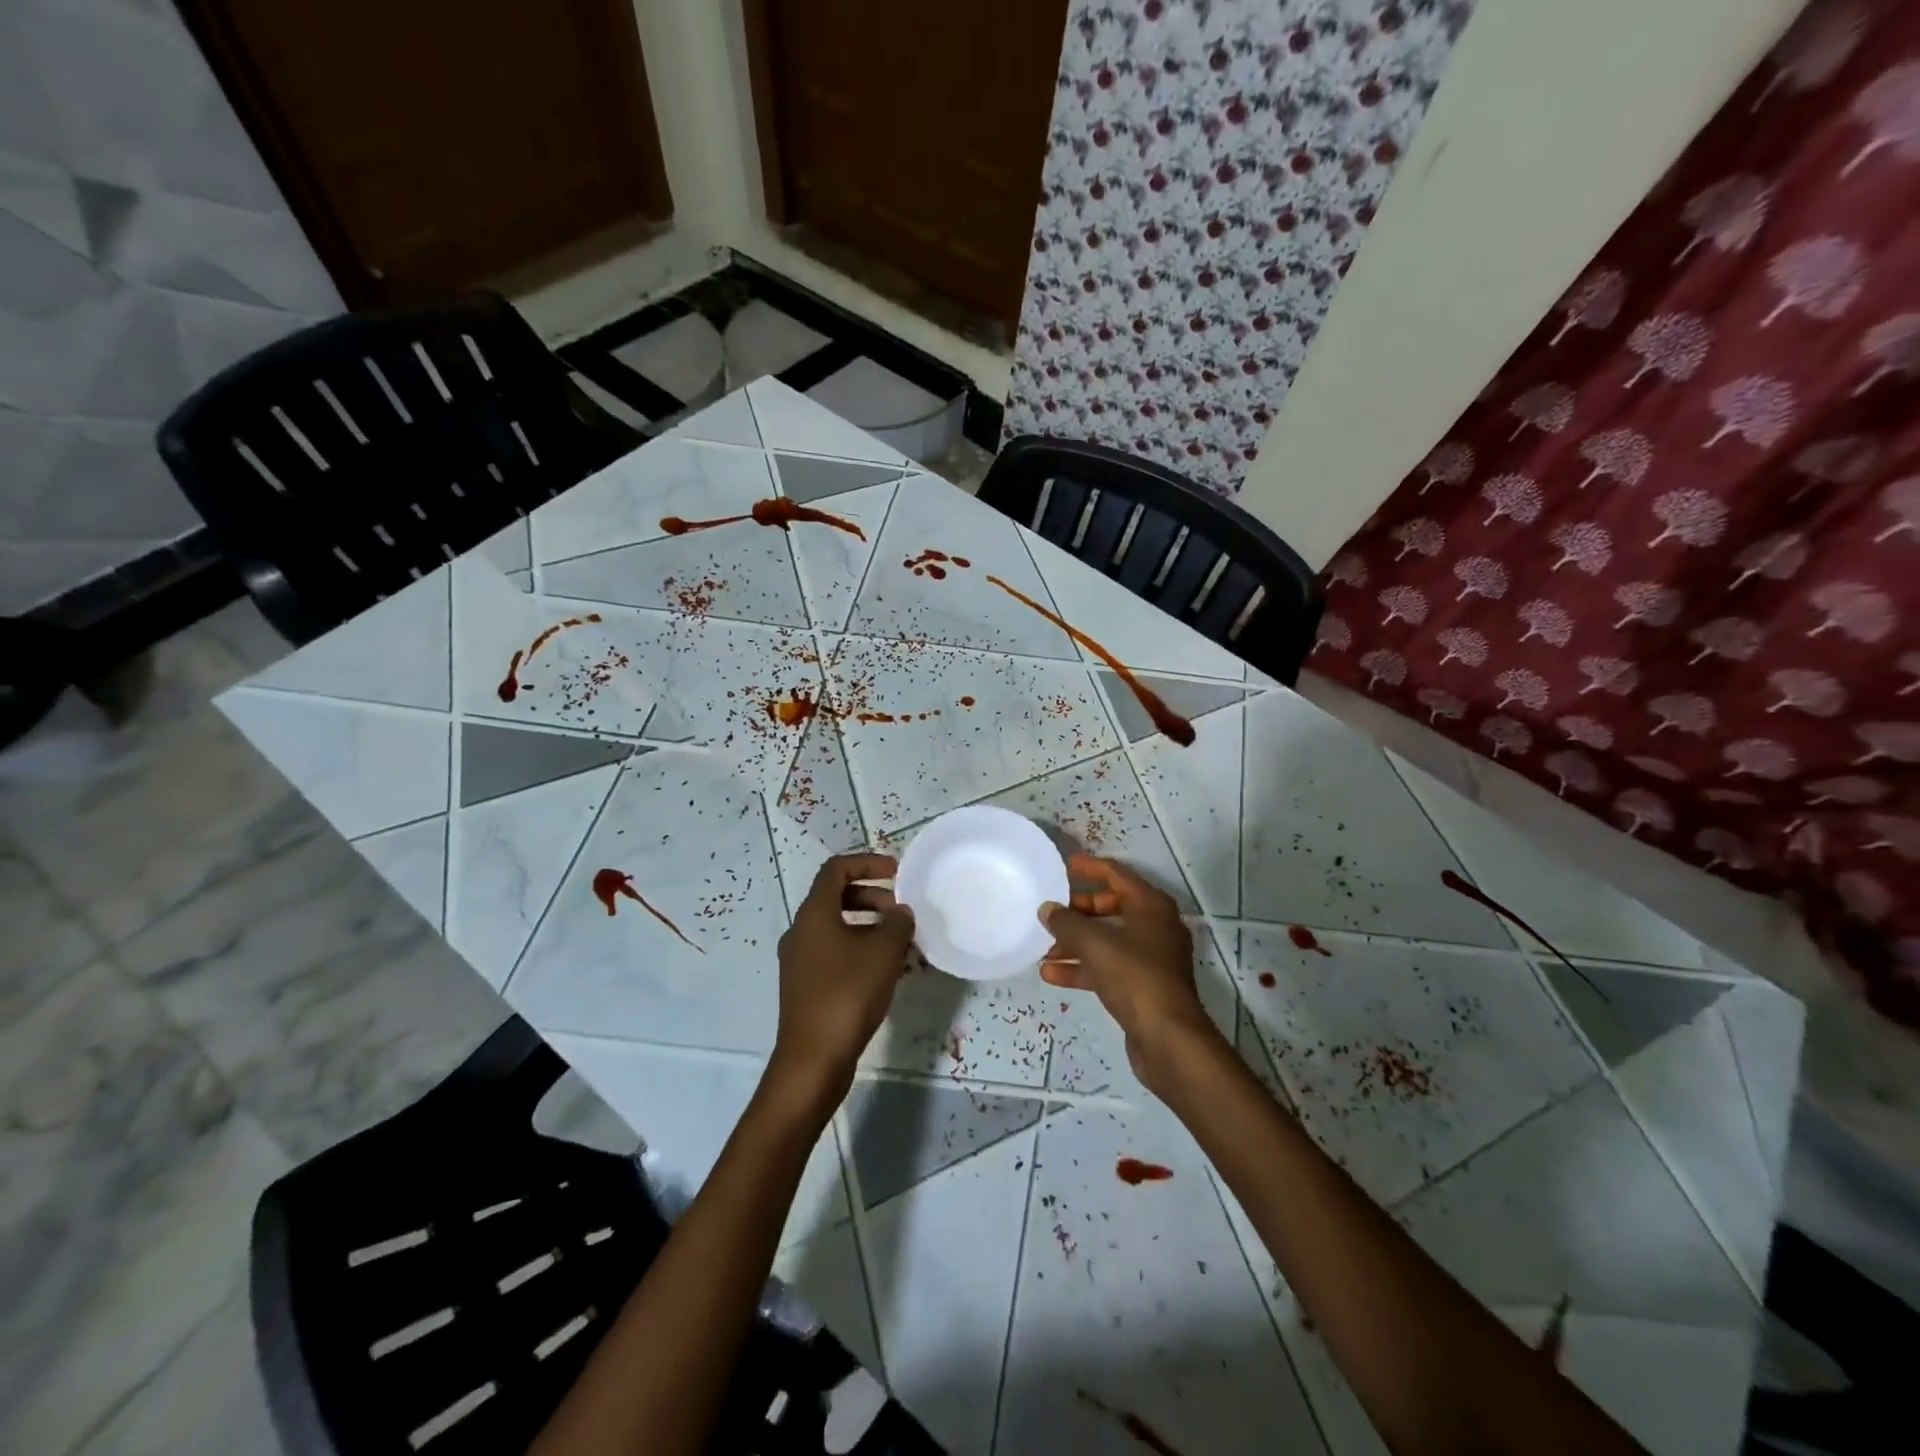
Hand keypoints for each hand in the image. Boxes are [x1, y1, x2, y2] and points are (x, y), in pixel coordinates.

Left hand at [770, 853, 913, 1104]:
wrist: (813, 1060)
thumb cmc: (847, 994)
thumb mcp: (883, 952)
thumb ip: (897, 924)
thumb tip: (900, 913)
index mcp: (813, 914)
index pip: (837, 869)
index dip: (868, 863)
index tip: (897, 873)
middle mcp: (801, 931)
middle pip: (837, 898)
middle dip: (873, 898)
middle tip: (901, 913)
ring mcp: (800, 961)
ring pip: (838, 929)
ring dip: (870, 928)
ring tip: (902, 946)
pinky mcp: (806, 987)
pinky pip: (835, 955)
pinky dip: (861, 952)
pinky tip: (887, 973)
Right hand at [1039, 854, 1221, 1089]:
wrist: (1168, 1038)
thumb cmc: (1134, 976)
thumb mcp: (1094, 944)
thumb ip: (1066, 923)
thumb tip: (1047, 909)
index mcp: (1151, 906)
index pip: (1117, 874)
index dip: (1090, 868)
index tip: (1064, 864)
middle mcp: (1155, 926)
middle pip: (1111, 907)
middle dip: (1078, 911)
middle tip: (1051, 912)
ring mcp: (1151, 957)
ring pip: (1107, 940)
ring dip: (1076, 943)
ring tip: (1043, 948)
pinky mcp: (1143, 985)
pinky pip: (1107, 966)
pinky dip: (1083, 967)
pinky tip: (1051, 974)